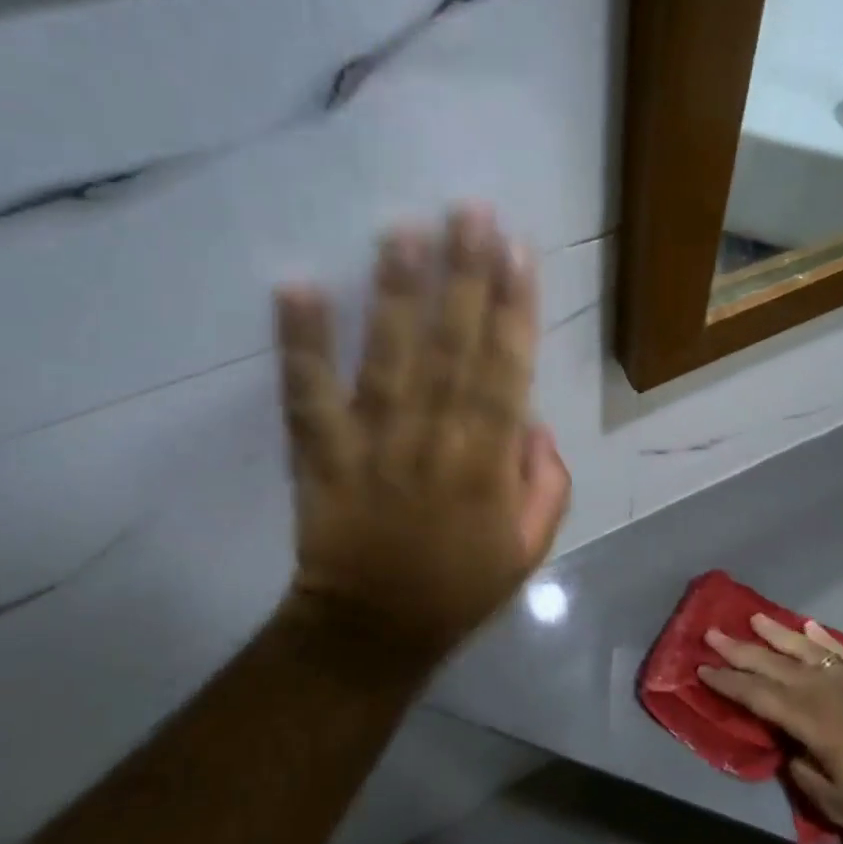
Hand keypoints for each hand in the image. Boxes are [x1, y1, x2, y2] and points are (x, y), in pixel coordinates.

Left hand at [273, 205, 571, 680]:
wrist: (371, 632)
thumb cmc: (460, 587)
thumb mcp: (531, 547)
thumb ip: (545, 483)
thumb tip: (533, 421)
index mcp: (487, 464)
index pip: (506, 370)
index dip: (514, 308)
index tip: (517, 249)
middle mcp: (434, 442)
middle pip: (453, 348)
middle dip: (465, 276)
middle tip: (470, 211)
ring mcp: (373, 445)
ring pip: (389, 359)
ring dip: (397, 292)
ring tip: (404, 230)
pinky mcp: (321, 454)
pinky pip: (308, 395)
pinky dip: (302, 343)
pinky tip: (298, 287)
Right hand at [699, 614, 842, 840]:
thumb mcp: (833, 802)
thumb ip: (802, 773)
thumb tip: (791, 751)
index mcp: (807, 718)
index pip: (757, 694)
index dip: (728, 682)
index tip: (702, 668)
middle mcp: (821, 689)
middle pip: (772, 664)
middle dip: (739, 649)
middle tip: (712, 633)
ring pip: (803, 649)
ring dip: (776, 633)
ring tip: (754, 617)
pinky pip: (838, 650)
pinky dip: (822, 637)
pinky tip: (808, 626)